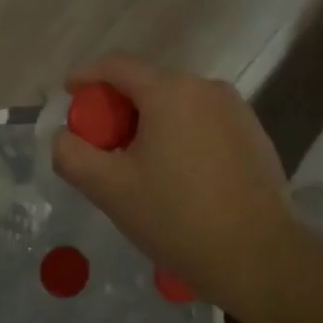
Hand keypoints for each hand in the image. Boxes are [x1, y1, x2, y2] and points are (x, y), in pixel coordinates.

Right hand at [52, 55, 296, 307]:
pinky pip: (204, 122)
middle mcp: (206, 86)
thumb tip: (63, 135)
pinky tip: (179, 176)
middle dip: (118, 108)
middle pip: (148, 84)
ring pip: (178, 104)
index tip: (68, 94)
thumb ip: (72, 154)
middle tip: (101, 145)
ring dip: (151, 123)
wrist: (260, 256)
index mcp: (170, 90)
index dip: (86, 76)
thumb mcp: (110, 189)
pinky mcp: (254, 133)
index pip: (117, 65)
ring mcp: (235, 109)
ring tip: (140, 166)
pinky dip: (181, 135)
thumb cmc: (178, 218)